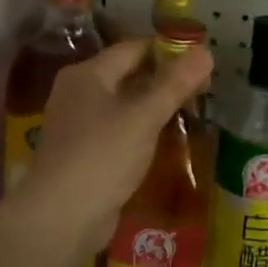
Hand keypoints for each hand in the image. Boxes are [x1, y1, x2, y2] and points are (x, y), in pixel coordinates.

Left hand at [16, 39, 213, 258]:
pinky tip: (165, 140)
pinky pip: (119, 129)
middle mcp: (79, 92)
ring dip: (155, 106)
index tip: (203, 63)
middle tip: (204, 90)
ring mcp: (79, 124)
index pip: (134, 49)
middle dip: (165, 80)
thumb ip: (175, 84)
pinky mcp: (84, 152)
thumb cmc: (102, 157)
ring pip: (125, 104)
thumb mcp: (144, 117)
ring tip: (192, 112)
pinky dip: (142, 129)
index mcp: (88, 74)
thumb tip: (206, 52)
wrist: (61, 218)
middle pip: (129, 74)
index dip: (169, 51)